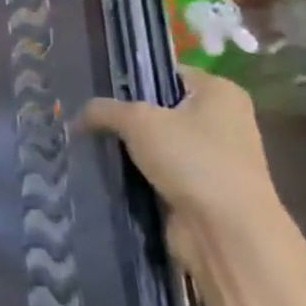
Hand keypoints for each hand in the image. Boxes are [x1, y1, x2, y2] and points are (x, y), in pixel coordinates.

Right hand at [81, 69, 282, 275]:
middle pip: (161, 108)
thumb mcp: (137, 120)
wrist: (228, 233)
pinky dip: (140, 173)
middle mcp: (223, 121)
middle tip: (90, 118)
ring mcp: (216, 158)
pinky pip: (162, 171)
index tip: (98, 89)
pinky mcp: (203, 189)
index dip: (132, 78)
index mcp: (220, 92)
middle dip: (126, 116)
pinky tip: (110, 171)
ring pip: (159, 143)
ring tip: (93, 143)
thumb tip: (77, 116)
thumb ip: (104, 109)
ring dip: (131, 148)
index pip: (166, 72)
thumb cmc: (192, 159)